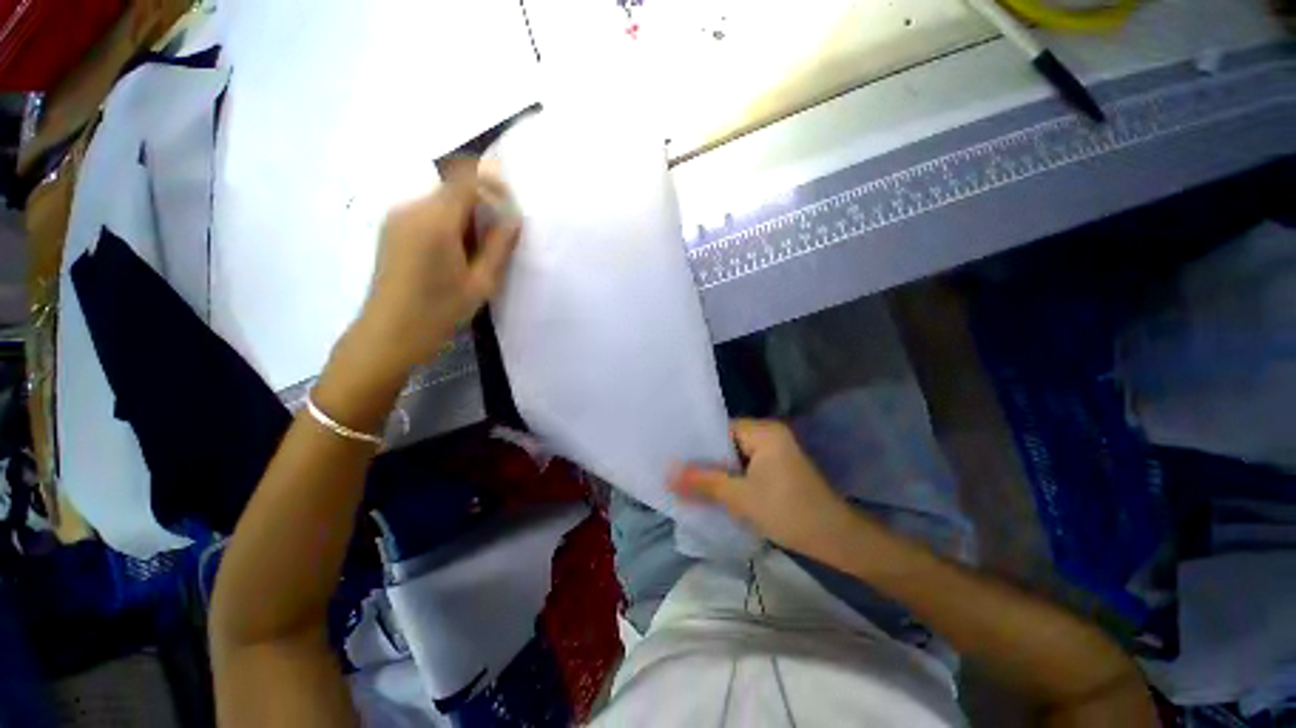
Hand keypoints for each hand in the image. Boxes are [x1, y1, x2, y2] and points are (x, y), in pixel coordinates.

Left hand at [352, 171, 520, 379]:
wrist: (388, 334)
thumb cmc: (439, 312)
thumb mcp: (481, 284)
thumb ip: (499, 247)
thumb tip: (513, 218)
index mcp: (435, 221)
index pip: (467, 180)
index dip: (493, 185)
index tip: (510, 207)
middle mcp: (411, 209)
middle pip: (454, 189)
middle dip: (481, 205)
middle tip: (496, 239)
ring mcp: (397, 218)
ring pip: (441, 201)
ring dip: (465, 217)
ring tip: (475, 254)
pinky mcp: (392, 229)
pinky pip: (427, 213)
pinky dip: (448, 224)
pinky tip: (454, 256)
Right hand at [670, 419, 855, 557]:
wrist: (836, 541)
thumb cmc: (788, 512)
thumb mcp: (740, 498)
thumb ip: (702, 482)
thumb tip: (667, 473)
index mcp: (764, 431)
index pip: (721, 428)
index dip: (697, 442)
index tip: (674, 455)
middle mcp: (770, 435)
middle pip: (727, 443)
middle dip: (705, 459)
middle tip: (676, 469)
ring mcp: (776, 452)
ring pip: (736, 457)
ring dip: (717, 470)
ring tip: (688, 479)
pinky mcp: (778, 469)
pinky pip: (747, 467)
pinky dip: (732, 478)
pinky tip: (713, 489)